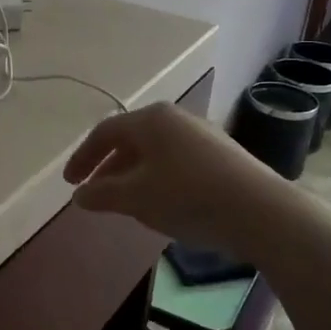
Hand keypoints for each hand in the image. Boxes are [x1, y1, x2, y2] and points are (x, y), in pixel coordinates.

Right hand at [62, 103, 284, 252]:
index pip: (104, 133)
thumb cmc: (188, 196)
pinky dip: (157, 178)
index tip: (69, 184)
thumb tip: (80, 195)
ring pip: (154, 152)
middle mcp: (175, 118)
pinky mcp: (221, 154)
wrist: (261, 211)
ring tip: (125, 202)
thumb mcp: (136, 198)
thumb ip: (102, 194)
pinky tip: (161, 203)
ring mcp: (201, 134)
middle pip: (130, 139)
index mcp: (151, 119)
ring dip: (132, 175)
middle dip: (108, 168)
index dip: (82, 158)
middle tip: (94, 193)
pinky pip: (176, 161)